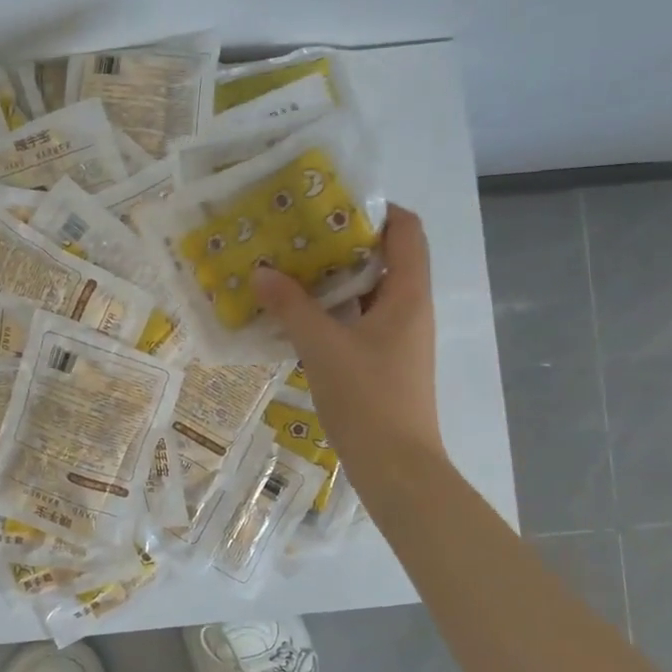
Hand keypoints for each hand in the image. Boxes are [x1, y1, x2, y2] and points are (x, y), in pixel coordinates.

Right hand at [252, 205, 442, 489]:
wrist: (396, 467)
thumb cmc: (368, 398)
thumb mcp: (322, 347)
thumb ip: (291, 306)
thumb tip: (262, 271)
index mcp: (407, 294)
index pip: (406, 230)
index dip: (376, 209)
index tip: (330, 203)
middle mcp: (409, 309)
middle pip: (383, 258)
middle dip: (341, 243)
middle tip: (295, 235)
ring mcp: (398, 338)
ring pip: (368, 293)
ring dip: (332, 280)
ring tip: (288, 270)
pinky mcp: (384, 362)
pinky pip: (358, 322)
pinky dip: (332, 312)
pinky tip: (296, 317)